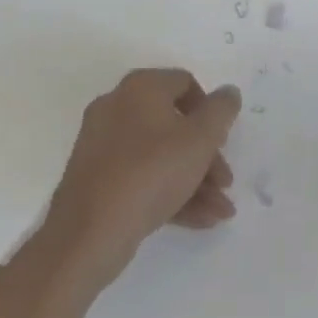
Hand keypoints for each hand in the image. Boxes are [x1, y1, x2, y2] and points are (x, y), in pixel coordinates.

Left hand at [44, 69, 241, 284]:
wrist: (88, 235)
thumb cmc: (151, 173)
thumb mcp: (201, 139)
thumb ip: (221, 110)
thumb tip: (228, 92)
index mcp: (140, 88)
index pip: (185, 83)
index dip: (211, 110)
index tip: (223, 139)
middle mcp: (117, 108)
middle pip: (174, 123)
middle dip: (206, 155)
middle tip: (225, 181)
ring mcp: (103, 146)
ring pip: (160, 155)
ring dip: (194, 179)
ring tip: (219, 210)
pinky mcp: (96, 180)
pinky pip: (141, 177)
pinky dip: (170, 193)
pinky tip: (199, 219)